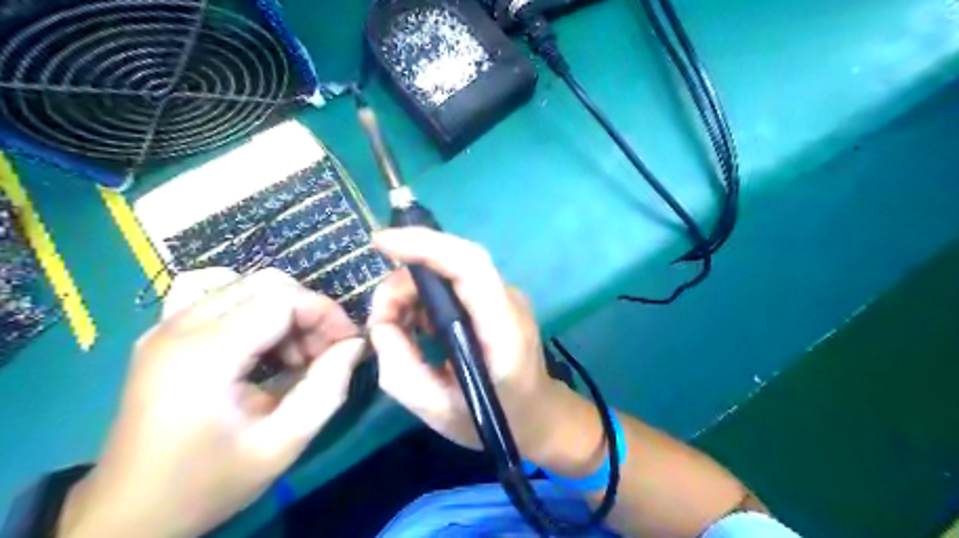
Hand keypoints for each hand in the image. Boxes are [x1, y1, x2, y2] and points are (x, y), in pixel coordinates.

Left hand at [61, 270, 366, 537]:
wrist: (128, 515)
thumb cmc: (208, 483)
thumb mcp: (281, 444)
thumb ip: (327, 389)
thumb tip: (355, 345)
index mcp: (205, 355)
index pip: (282, 299)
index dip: (326, 312)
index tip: (348, 343)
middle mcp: (180, 328)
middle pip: (265, 284)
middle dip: (308, 310)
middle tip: (325, 350)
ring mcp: (165, 327)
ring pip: (246, 285)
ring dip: (284, 310)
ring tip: (295, 354)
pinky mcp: (163, 334)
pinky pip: (219, 296)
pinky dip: (254, 309)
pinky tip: (262, 344)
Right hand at [367, 228, 587, 465]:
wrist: (539, 414)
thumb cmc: (496, 420)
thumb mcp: (438, 410)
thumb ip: (400, 369)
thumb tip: (381, 325)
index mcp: (503, 330)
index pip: (470, 265)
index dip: (426, 245)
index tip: (381, 244)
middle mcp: (508, 302)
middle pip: (454, 262)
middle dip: (406, 280)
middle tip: (380, 317)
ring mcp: (504, 296)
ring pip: (449, 271)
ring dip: (412, 291)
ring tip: (394, 327)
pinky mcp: (495, 299)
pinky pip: (453, 284)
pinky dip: (425, 298)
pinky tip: (414, 325)